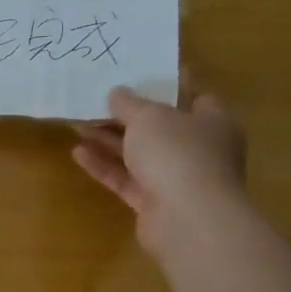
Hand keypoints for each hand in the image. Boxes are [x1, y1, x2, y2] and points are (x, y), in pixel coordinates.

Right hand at [72, 87, 247, 253]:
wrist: (187, 219)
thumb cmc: (178, 153)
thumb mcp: (148, 116)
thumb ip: (129, 103)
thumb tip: (117, 92)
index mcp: (213, 122)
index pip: (195, 96)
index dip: (169, 84)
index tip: (141, 72)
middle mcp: (199, 149)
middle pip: (161, 127)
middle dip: (128, 115)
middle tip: (97, 98)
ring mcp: (177, 178)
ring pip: (139, 154)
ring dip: (109, 140)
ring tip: (77, 123)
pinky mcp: (155, 203)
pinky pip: (126, 179)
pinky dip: (105, 166)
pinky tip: (78, 153)